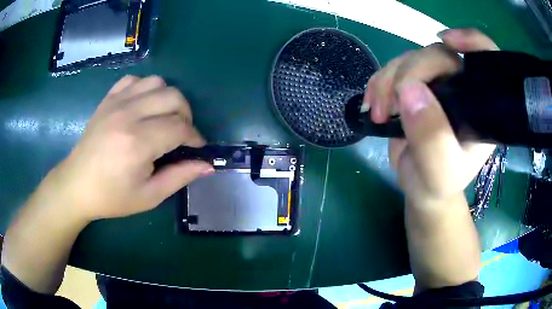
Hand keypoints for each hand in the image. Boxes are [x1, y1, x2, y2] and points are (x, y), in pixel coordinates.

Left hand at [37, 76, 212, 220]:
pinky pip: (134, 80)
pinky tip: (143, 106)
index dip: (195, 137)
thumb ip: (180, 177)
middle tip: (182, 134)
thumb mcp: (149, 196)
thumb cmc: (112, 197)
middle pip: (173, 97)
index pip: (180, 128)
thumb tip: (207, 165)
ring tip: (163, 118)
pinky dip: (145, 89)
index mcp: (138, 143)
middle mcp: (128, 115)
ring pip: (156, 82)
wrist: (77, 185)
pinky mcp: (108, 99)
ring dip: (168, 99)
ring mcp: (116, 103)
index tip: (197, 148)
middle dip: (186, 115)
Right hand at [365, 29, 498, 204]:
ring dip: (388, 80)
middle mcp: (462, 89)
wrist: (420, 186)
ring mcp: (438, 84)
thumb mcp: (439, 171)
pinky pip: (394, 68)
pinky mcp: (416, 85)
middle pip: (438, 55)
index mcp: (479, 107)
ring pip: (412, 58)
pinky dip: (379, 82)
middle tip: (390, 106)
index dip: (471, 41)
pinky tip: (374, 104)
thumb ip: (431, 138)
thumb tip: (409, 90)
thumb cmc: (437, 183)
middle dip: (409, 73)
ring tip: (379, 112)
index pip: (486, 60)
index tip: (446, 40)